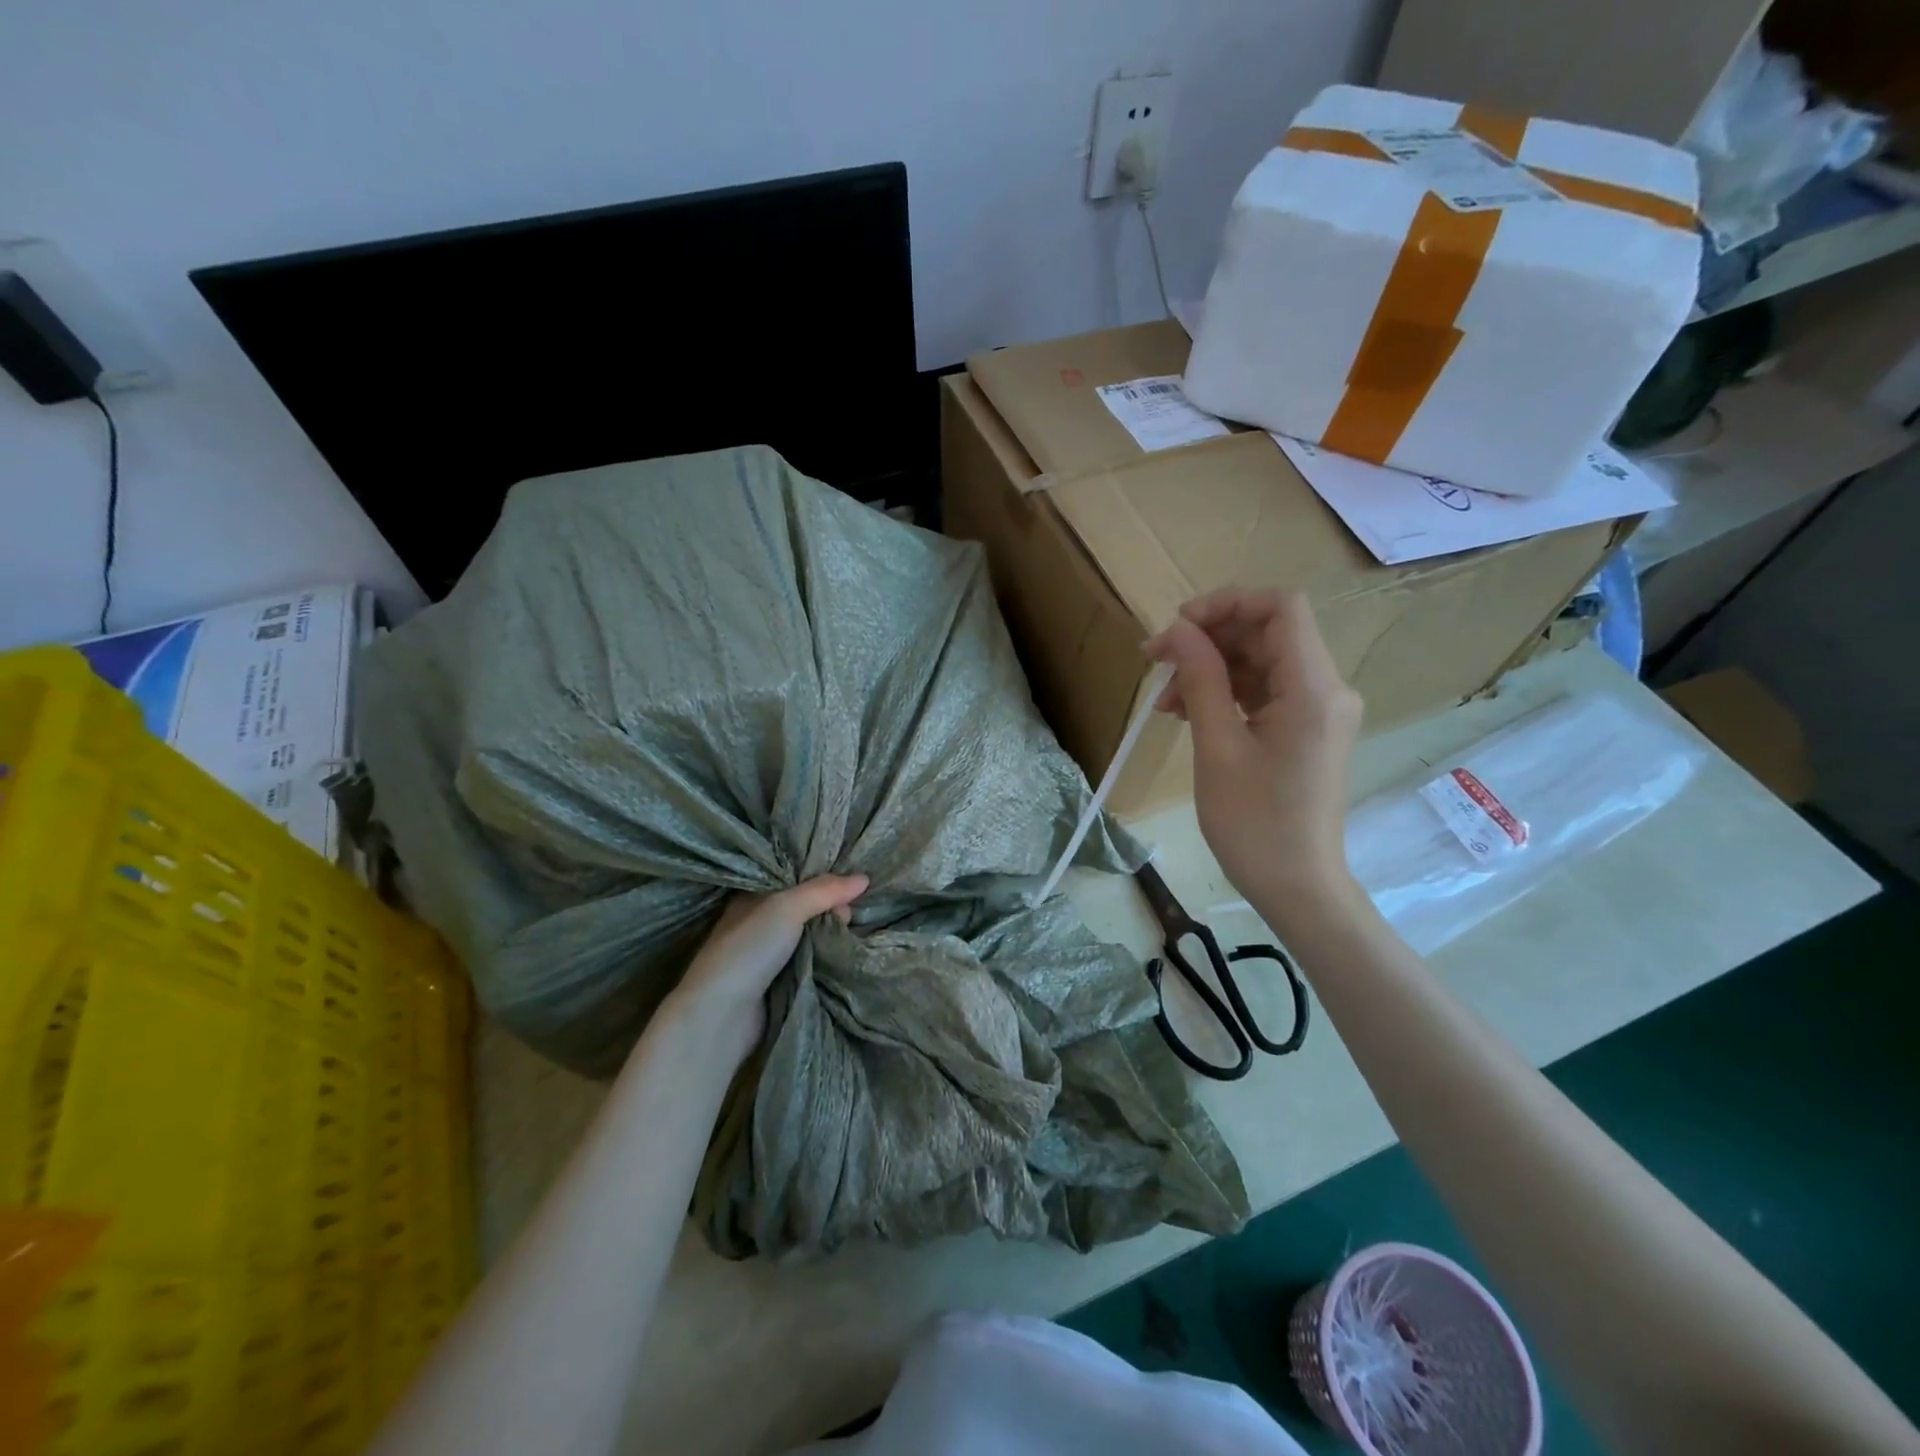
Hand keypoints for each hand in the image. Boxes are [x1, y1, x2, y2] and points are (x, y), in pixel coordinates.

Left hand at [662, 875, 868, 1065]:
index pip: (792, 879)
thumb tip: (864, 878)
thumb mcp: (787, 908)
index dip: (820, 879)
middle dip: (829, 907)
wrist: (721, 1016)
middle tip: (849, 914)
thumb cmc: (749, 950)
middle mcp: (757, 923)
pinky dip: (823, 957)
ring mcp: (765, 955)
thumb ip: (824, 891)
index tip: (848, 885)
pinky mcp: (775, 982)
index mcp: (751, 898)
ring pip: (807, 935)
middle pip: (803, 907)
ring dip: (829, 934)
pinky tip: (842, 953)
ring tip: (849, 931)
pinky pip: (807, 960)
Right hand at [1149, 589, 1363, 919]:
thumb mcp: (1217, 747)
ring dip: (1213, 668)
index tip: (1179, 627)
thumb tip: (1176, 631)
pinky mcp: (1308, 730)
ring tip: (1166, 700)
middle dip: (1210, 639)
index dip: (1227, 603)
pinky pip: (1267, 691)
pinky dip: (1228, 692)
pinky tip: (1189, 712)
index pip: (1281, 608)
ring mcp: (1320, 711)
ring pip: (1263, 661)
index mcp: (1313, 689)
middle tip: (1158, 663)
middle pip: (1268, 633)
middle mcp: (1327, 689)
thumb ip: (1201, 679)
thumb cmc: (1254, 824)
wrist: (1297, 887)